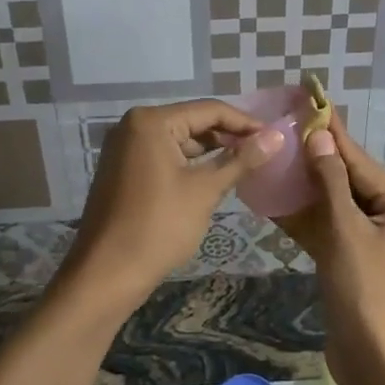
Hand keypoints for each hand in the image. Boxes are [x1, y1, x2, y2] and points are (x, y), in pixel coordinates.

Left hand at [62, 100, 284, 307]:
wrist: (106, 274)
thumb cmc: (159, 226)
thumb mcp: (205, 190)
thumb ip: (241, 159)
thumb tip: (277, 136)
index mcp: (151, 121)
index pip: (209, 110)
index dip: (245, 123)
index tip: (274, 137)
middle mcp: (133, 125)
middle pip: (192, 122)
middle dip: (228, 137)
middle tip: (263, 153)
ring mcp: (124, 148)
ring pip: (178, 141)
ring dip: (209, 152)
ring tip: (244, 166)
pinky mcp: (122, 170)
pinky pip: (163, 156)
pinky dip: (188, 165)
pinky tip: (213, 179)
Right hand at [276, 113, 384, 384]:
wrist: (380, 366)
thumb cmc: (369, 293)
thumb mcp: (348, 232)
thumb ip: (332, 183)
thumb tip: (320, 138)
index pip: (360, 162)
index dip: (332, 134)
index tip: (312, 102)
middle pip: (349, 183)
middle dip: (315, 161)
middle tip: (285, 130)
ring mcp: (378, 245)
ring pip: (337, 208)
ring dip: (307, 191)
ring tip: (275, 161)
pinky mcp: (358, 265)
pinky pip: (332, 233)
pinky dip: (308, 222)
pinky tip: (277, 204)